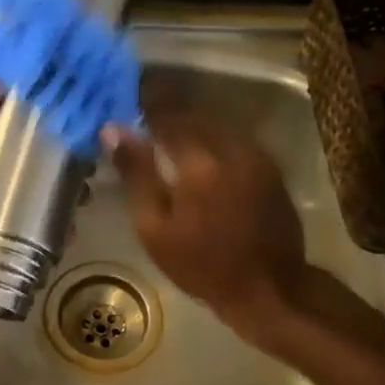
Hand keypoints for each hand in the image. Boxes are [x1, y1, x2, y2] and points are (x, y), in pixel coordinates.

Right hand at [105, 114, 308, 335]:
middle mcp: (231, 148)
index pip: (166, 115)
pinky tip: (201, 153)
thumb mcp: (155, 228)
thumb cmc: (201, 265)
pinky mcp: (271, 166)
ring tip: (170, 133)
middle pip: (194, 115)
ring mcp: (256, 155)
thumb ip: (137, 175)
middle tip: (145, 115)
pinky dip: (213, 138)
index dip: (146, 102)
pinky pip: (235, 138)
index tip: (128, 96)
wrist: (269, 289)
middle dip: (169, 111)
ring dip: (193, 123)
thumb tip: (113, 130)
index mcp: (198, 163)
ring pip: (217, 124)